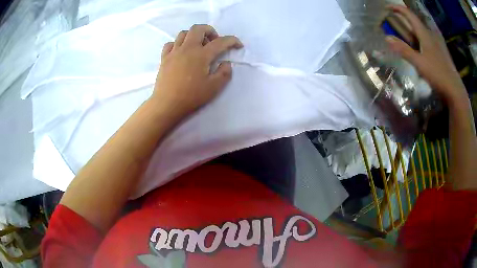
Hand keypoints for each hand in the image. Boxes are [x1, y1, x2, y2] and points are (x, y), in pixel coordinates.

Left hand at [151, 24, 242, 118]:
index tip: (238, 46)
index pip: (221, 42)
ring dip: (194, 35)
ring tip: (198, 46)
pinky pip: (170, 44)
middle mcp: (187, 48)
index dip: (233, 41)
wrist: (167, 104)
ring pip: (183, 33)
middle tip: (214, 41)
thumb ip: (224, 73)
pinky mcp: (164, 58)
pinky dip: (178, 44)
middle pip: (198, 28)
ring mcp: (174, 52)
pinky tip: (181, 52)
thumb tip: (225, 63)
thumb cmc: (191, 96)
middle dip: (210, 30)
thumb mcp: (214, 87)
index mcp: (201, 55)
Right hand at [385, 5, 467, 104]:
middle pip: (415, 21)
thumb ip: (404, 50)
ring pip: (422, 30)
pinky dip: (420, 38)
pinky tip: (419, 47)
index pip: (409, 14)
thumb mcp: (419, 63)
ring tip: (406, 35)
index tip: (386, 7)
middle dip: (404, 19)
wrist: (455, 90)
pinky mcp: (441, 52)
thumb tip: (387, 38)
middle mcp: (431, 35)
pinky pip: (427, 39)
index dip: (397, 8)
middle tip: (395, 23)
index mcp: (425, 34)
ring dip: (412, 29)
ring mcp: (437, 43)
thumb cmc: (438, 75)